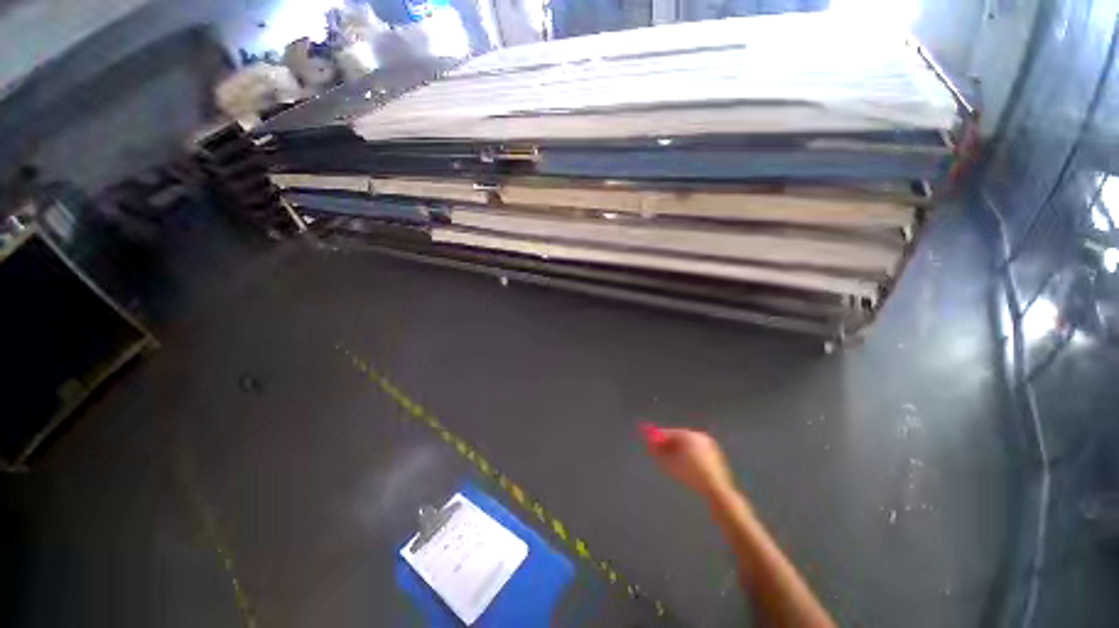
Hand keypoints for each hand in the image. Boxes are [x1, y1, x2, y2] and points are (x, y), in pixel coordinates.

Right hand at [642, 424, 736, 499]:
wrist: (716, 489)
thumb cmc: (691, 475)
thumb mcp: (670, 464)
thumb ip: (657, 451)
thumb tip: (650, 445)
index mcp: (689, 435)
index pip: (669, 433)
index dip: (658, 437)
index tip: (649, 441)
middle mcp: (699, 435)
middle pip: (678, 437)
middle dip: (667, 444)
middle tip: (658, 451)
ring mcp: (708, 444)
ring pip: (687, 444)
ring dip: (677, 450)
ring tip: (671, 461)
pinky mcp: (714, 454)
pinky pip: (696, 450)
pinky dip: (688, 454)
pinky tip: (685, 466)